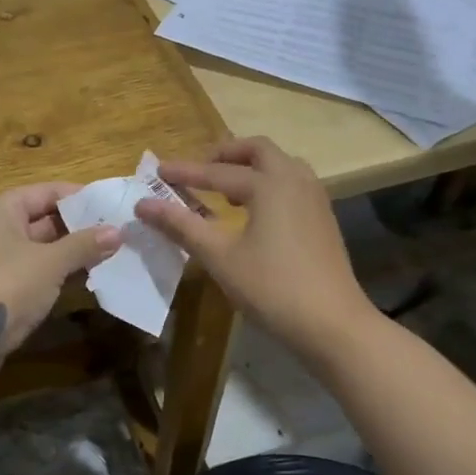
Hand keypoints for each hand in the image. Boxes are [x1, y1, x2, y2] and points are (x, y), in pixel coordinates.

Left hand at [0, 183, 119, 385]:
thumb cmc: (7, 285)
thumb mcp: (51, 262)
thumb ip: (84, 244)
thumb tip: (118, 231)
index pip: (45, 192)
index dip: (78, 197)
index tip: (110, 205)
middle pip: (41, 219)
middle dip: (78, 227)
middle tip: (116, 232)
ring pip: (39, 248)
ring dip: (70, 252)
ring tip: (109, 254)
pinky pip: (33, 270)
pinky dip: (56, 272)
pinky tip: (86, 278)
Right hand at [134, 137, 374, 362]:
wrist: (332, 323)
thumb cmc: (271, 287)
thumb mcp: (219, 257)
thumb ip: (181, 225)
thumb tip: (143, 204)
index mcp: (270, 183)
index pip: (218, 171)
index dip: (185, 172)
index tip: (157, 171)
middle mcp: (295, 180)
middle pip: (258, 151)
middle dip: (224, 155)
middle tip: (198, 170)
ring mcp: (315, 198)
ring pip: (279, 165)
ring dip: (249, 168)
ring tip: (223, 189)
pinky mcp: (323, 218)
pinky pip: (291, 184)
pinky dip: (267, 184)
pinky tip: (253, 212)